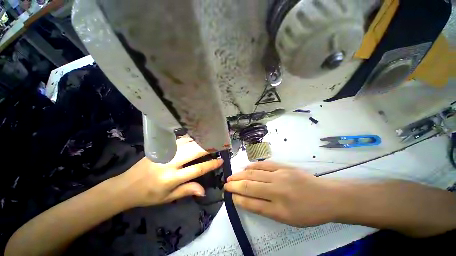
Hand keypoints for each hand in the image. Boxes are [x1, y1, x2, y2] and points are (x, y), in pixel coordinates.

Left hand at [117, 137, 222, 207]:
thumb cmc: (148, 195)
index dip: (211, 164)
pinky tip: (195, 137)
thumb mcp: (167, 198)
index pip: (197, 169)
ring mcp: (165, 153)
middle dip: (208, 148)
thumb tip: (203, 190)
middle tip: (218, 145)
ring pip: (187, 143)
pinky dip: (189, 138)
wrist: (126, 186)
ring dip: (200, 141)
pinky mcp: (160, 148)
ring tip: (210, 139)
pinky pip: (179, 141)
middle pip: (194, 152)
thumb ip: (186, 190)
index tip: (221, 160)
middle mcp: (170, 163)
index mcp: (171, 178)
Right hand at [224, 161, 341, 226]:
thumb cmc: (308, 212)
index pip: (252, 203)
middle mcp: (277, 190)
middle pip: (250, 186)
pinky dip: (252, 166)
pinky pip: (263, 165)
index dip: (238, 198)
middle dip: (235, 185)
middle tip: (226, 184)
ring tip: (232, 176)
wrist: (326, 196)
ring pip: (254, 174)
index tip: (230, 195)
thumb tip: (246, 200)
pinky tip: (245, 168)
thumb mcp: (287, 219)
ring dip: (240, 175)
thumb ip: (265, 209)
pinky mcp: (283, 166)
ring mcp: (280, 175)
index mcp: (280, 209)